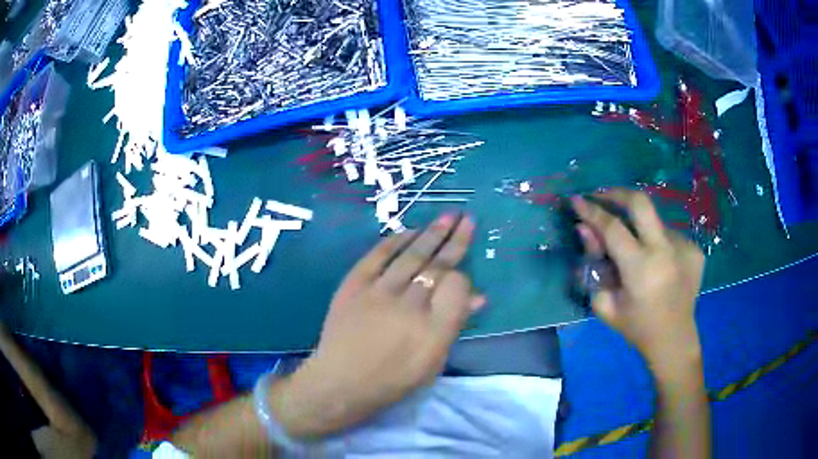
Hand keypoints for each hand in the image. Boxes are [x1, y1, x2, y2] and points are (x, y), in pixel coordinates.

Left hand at [270, 214, 483, 438]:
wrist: (341, 381)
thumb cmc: (392, 380)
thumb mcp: (432, 363)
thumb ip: (454, 326)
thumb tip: (479, 297)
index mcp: (433, 331)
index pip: (457, 287)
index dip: (463, 276)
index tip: (462, 273)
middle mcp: (410, 306)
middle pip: (437, 266)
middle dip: (455, 240)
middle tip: (466, 219)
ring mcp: (379, 293)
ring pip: (411, 255)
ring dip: (431, 234)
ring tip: (447, 217)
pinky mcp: (354, 285)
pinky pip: (378, 256)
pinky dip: (395, 241)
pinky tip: (410, 231)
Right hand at [571, 190, 704, 375]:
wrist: (675, 339)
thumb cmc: (637, 328)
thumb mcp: (606, 304)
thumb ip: (594, 265)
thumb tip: (585, 230)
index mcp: (641, 268)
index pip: (613, 227)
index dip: (592, 210)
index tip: (577, 200)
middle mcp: (665, 250)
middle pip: (640, 202)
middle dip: (617, 193)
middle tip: (603, 196)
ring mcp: (684, 246)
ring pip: (654, 222)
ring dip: (639, 228)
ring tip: (636, 252)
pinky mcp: (694, 249)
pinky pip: (668, 235)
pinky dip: (656, 242)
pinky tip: (657, 264)